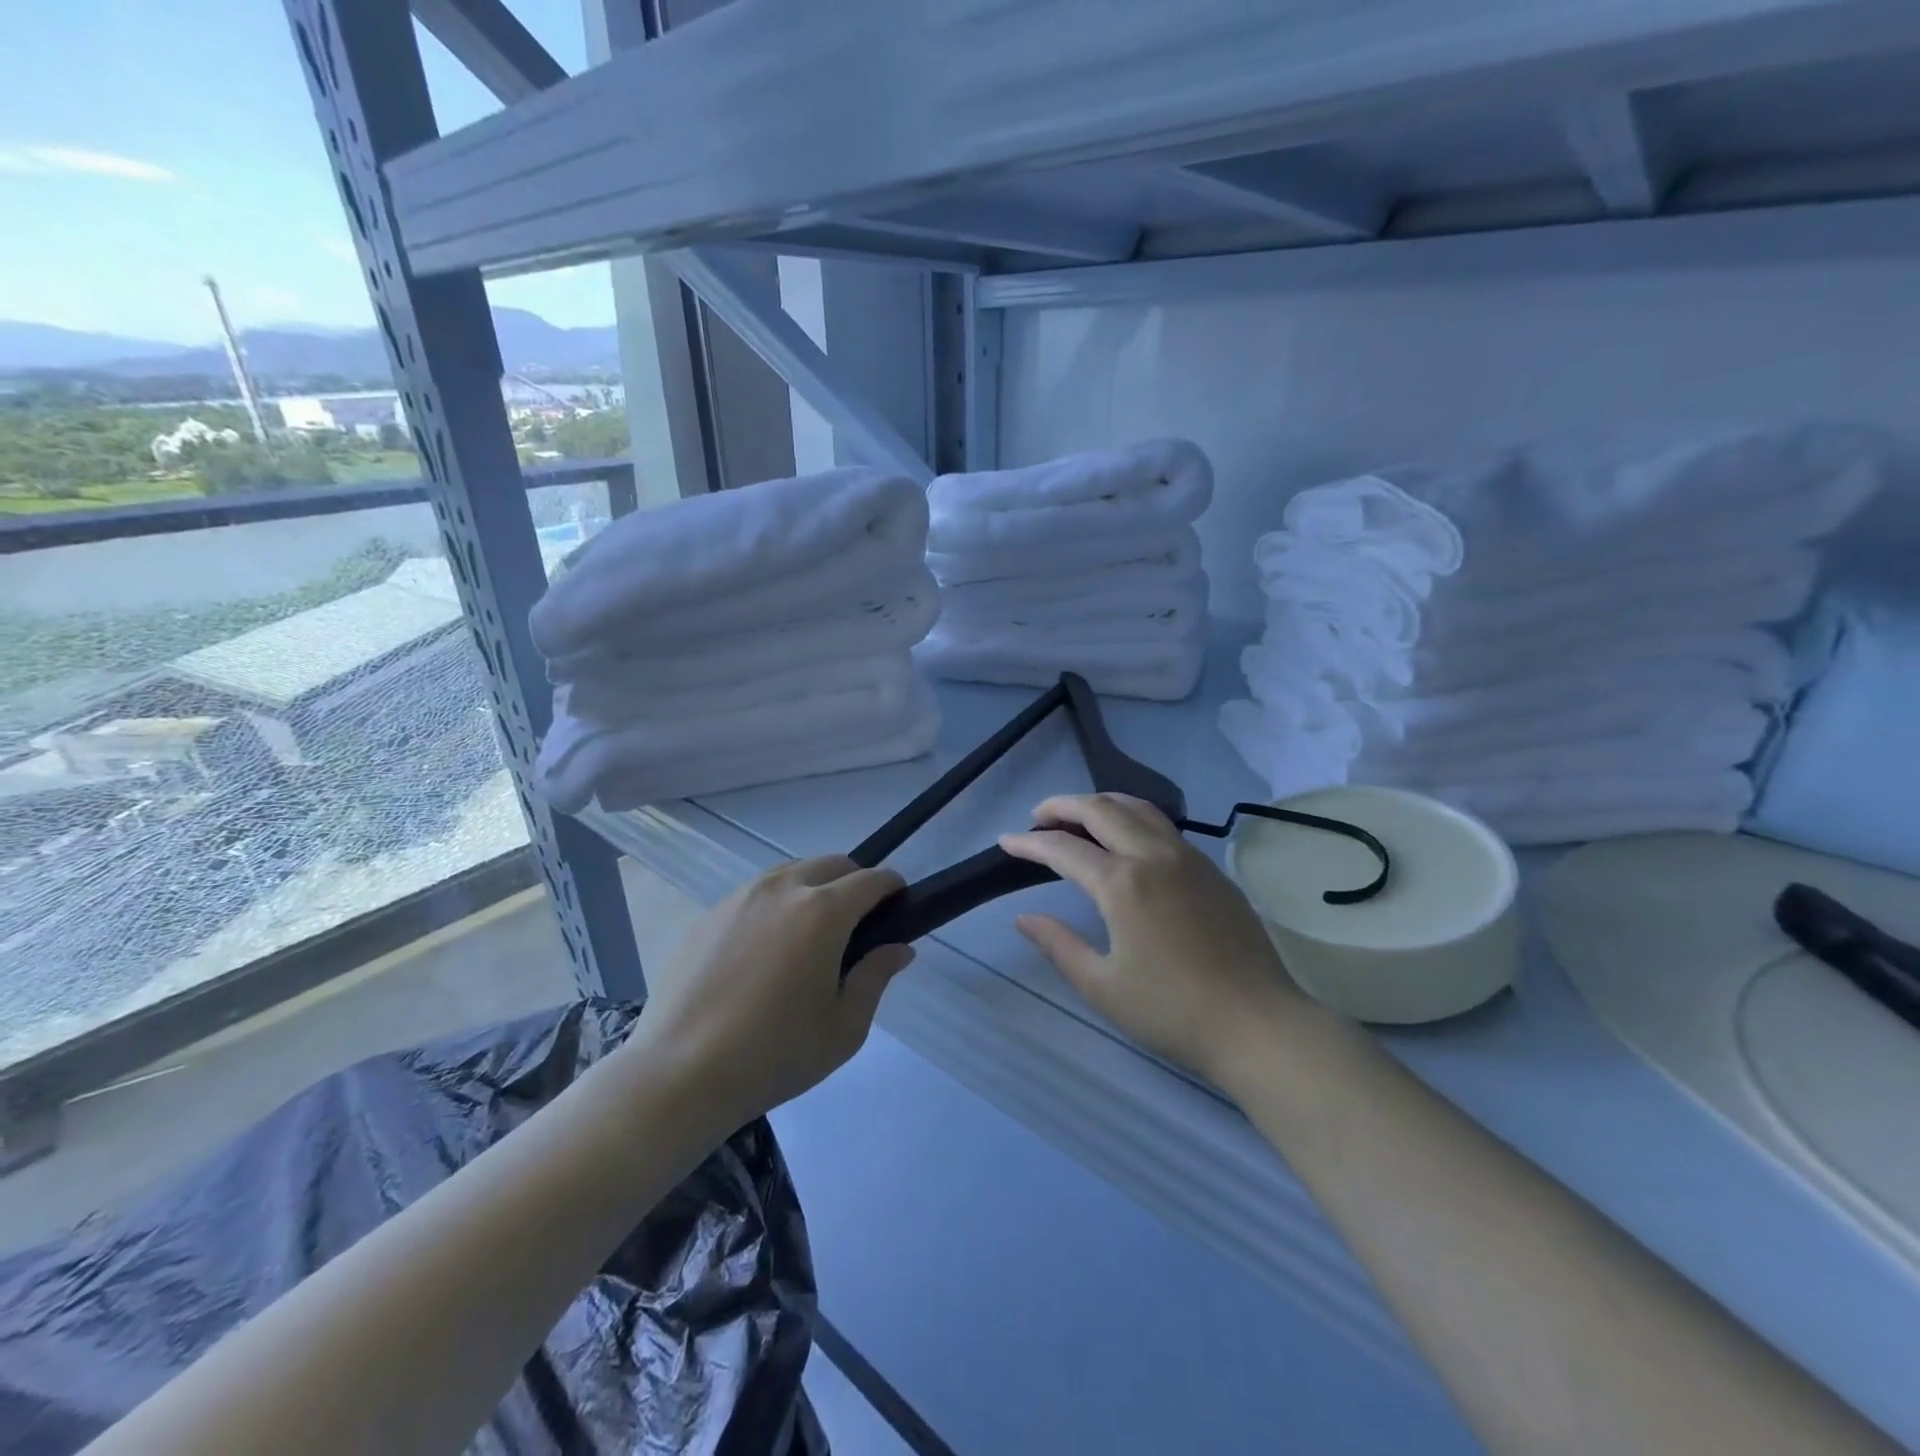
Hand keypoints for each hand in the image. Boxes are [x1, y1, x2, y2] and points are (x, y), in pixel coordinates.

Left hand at [632, 857, 912, 1123]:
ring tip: (809, 936)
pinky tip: (764, 953)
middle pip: (832, 863)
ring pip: (790, 873)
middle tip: (857, 924)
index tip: (898, 906)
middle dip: (854, 881)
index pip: (871, 879)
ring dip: (813, 888)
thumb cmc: (775, 1054)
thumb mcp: (844, 1027)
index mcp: (822, 911)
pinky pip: (754, 895)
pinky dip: (774, 906)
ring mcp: (739, 898)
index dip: (892, 888)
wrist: (679, 1074)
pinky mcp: (707, 916)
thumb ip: (876, 977)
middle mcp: (782, 889)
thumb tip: (898, 949)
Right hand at [999, 793, 1304, 1088]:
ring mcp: (1188, 858)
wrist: (1259, 1024)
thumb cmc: (1172, 1011)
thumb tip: (1024, 917)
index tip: (1005, 841)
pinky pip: (1164, 826)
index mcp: (1123, 883)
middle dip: (1063, 805)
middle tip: (1038, 815)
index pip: (1064, 848)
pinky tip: (1127, 840)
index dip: (1029, 842)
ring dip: (1101, 804)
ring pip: (1138, 808)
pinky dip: (1133, 818)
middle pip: (1101, 809)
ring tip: (1079, 816)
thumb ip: (1059, 945)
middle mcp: (1154, 856)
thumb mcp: (1103, 986)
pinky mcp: (1212, 870)